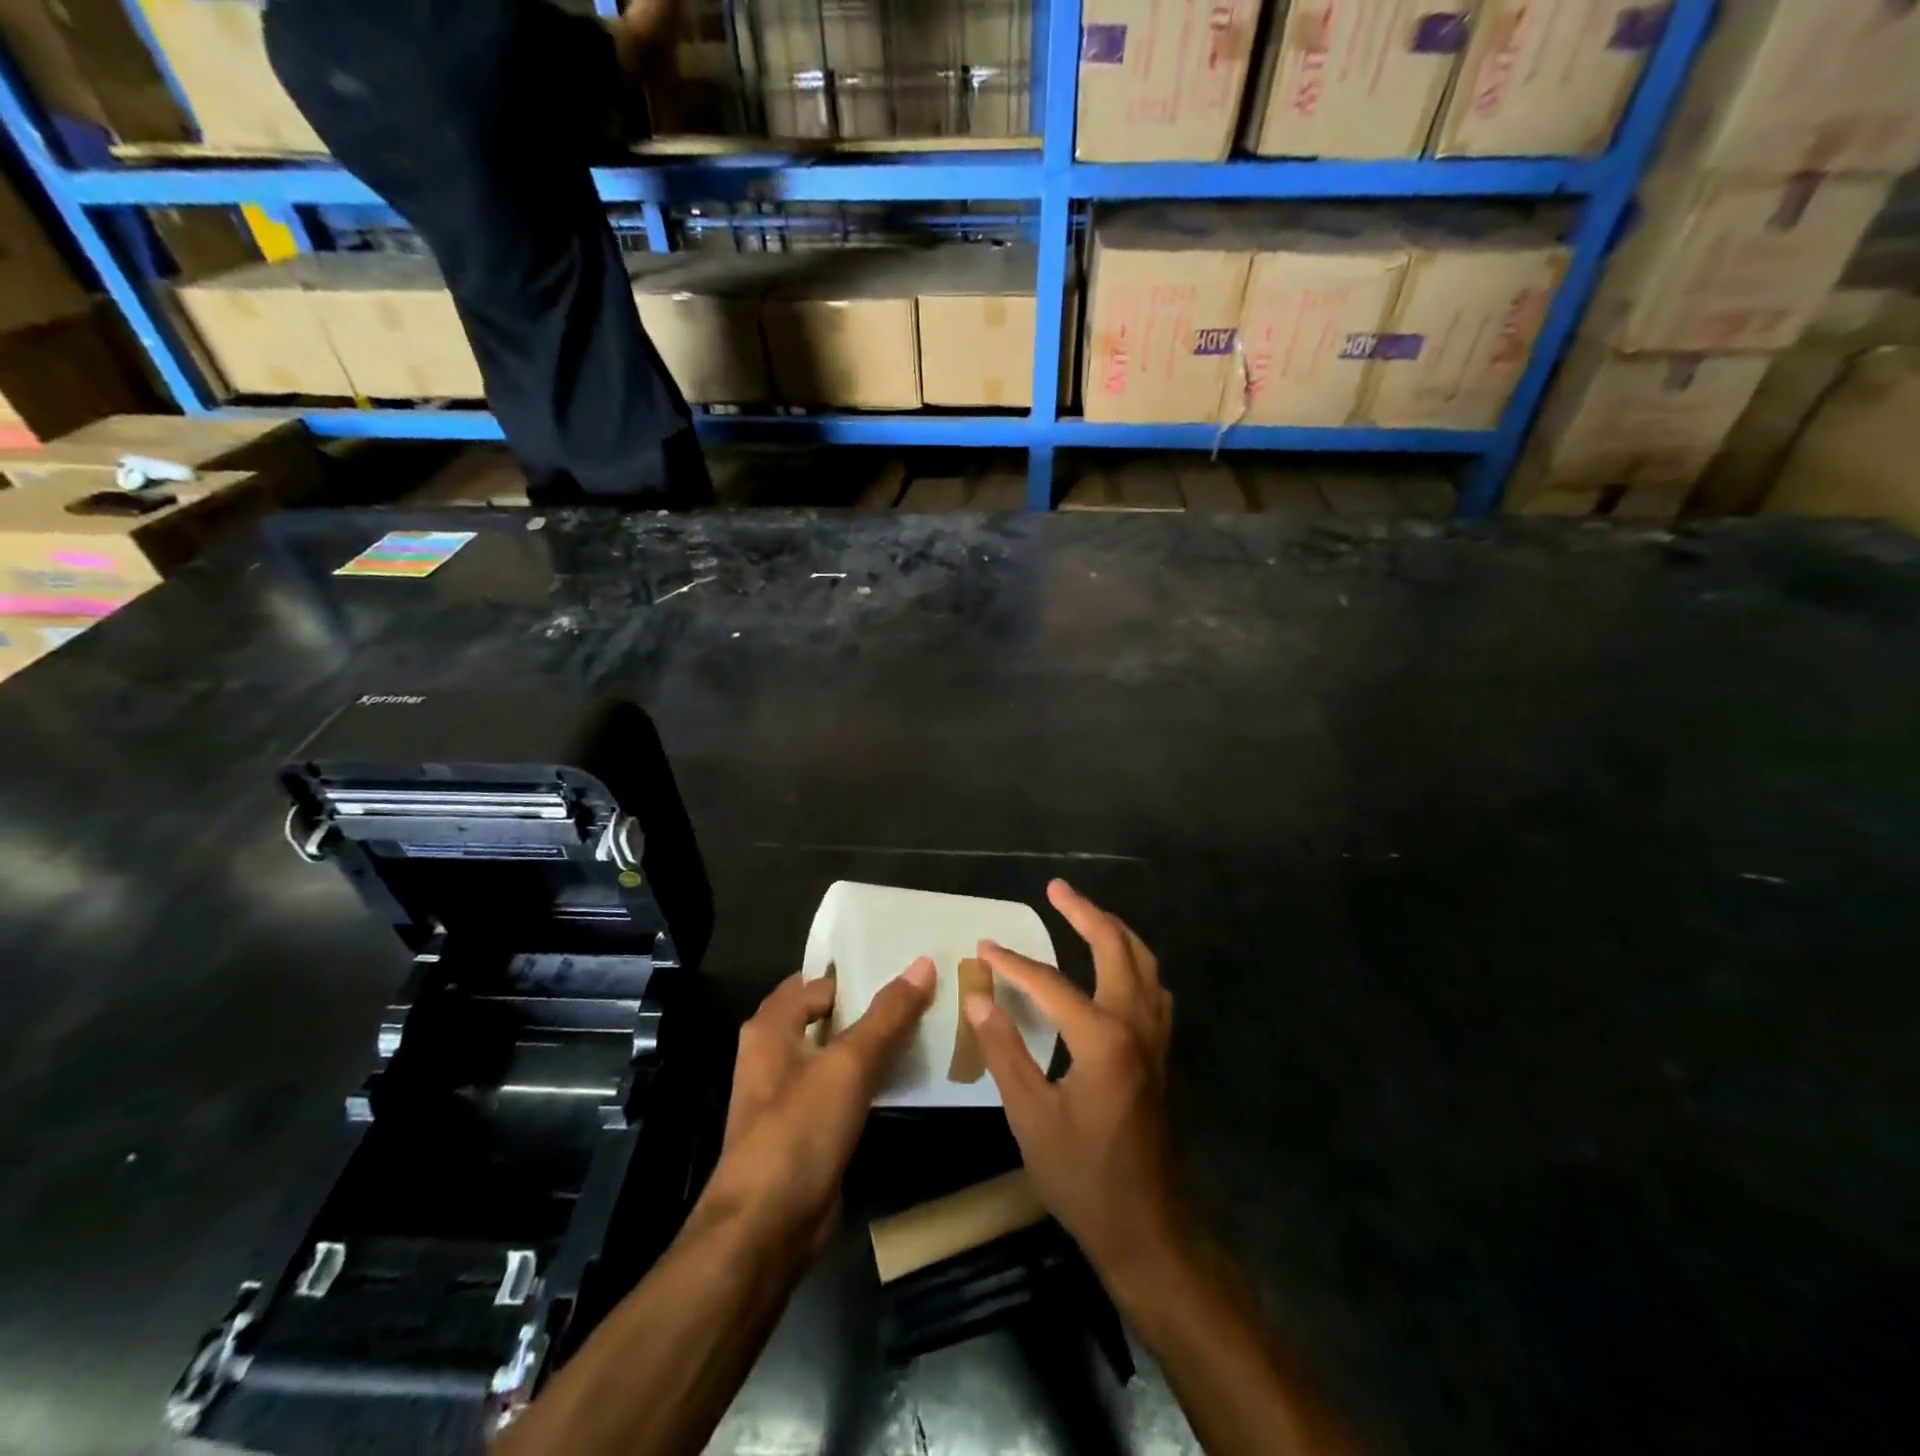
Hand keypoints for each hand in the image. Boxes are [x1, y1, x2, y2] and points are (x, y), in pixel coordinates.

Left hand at [700, 959, 935, 1254]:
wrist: (766, 1229)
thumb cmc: (798, 1132)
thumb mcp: (848, 1065)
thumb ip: (887, 1015)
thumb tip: (923, 963)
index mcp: (772, 1027)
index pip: (819, 981)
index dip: (858, 970)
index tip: (906, 961)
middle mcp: (776, 1052)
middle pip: (830, 1015)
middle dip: (874, 1004)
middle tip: (927, 988)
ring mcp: (791, 1093)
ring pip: (840, 1052)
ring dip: (876, 1042)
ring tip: (929, 1022)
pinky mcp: (809, 1127)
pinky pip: (845, 1087)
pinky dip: (872, 1077)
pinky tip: (910, 1072)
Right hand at [967, 880, 1178, 1285]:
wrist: (1150, 1229)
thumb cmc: (1084, 1177)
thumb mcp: (1031, 1118)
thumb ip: (1004, 1052)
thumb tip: (978, 1000)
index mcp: (1103, 1038)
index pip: (1050, 983)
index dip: (1013, 964)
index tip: (983, 948)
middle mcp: (1136, 1024)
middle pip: (1115, 947)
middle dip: (1084, 912)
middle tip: (1056, 888)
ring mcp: (1157, 1037)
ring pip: (1143, 962)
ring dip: (1114, 931)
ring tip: (1084, 913)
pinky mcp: (1162, 1053)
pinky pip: (1153, 988)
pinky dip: (1133, 962)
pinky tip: (1117, 968)